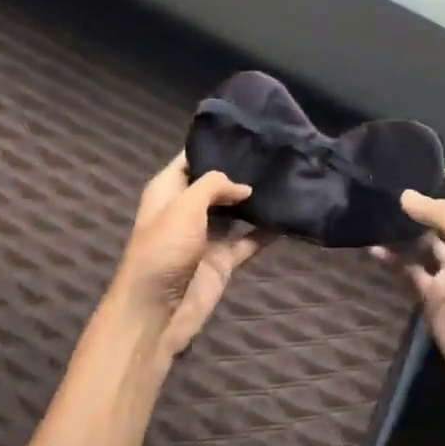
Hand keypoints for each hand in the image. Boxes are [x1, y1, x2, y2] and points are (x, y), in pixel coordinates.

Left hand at [109, 153, 275, 360]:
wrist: (156, 313)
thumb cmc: (163, 250)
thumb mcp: (185, 206)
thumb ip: (214, 185)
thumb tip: (243, 187)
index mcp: (167, 191)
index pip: (190, 158)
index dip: (212, 145)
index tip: (244, 131)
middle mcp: (186, 209)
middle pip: (216, 184)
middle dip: (239, 171)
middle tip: (274, 151)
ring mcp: (205, 236)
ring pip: (235, 211)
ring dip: (254, 200)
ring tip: (285, 176)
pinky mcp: (222, 261)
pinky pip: (248, 241)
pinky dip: (266, 232)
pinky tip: (288, 216)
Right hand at [375, 171, 444, 406]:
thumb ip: (439, 214)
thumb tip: (405, 195)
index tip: (419, 163)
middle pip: (443, 213)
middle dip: (419, 200)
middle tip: (385, 184)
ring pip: (422, 240)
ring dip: (401, 229)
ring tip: (372, 210)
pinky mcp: (433, 291)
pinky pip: (409, 267)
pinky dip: (392, 258)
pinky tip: (371, 246)